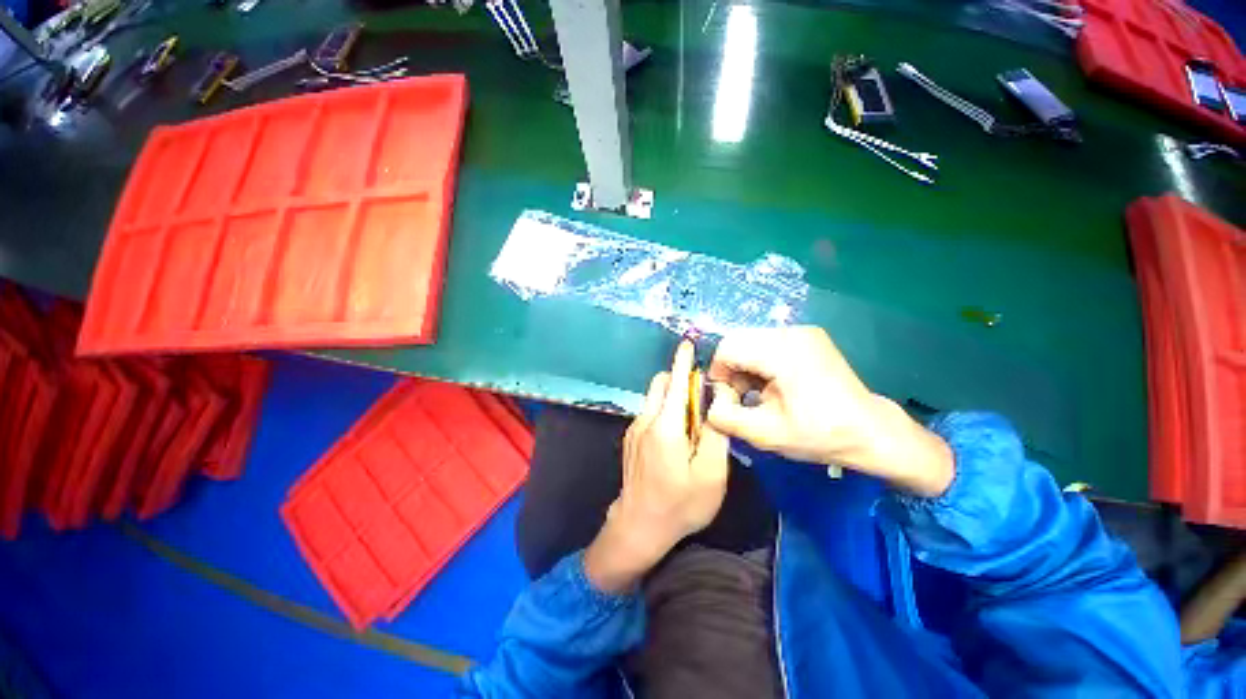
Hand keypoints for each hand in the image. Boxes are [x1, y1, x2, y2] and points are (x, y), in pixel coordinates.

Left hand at [584, 341, 729, 592]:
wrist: (639, 526)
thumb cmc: (681, 503)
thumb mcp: (711, 473)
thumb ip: (716, 432)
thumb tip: (716, 402)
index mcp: (666, 425)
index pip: (675, 382)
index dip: (682, 361)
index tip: (687, 343)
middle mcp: (646, 420)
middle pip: (661, 384)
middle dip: (679, 379)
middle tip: (701, 396)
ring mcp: (635, 429)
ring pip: (654, 398)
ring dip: (672, 396)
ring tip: (692, 420)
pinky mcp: (631, 438)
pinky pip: (650, 412)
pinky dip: (664, 410)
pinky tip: (676, 436)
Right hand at [706, 326, 953, 497]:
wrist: (870, 432)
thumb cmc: (820, 435)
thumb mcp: (766, 434)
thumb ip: (726, 418)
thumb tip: (711, 403)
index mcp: (783, 351)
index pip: (728, 347)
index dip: (718, 373)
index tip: (728, 399)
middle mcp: (792, 332)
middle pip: (738, 341)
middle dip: (730, 369)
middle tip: (742, 397)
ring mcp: (802, 331)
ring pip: (750, 341)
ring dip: (744, 366)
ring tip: (758, 393)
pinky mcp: (807, 337)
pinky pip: (766, 342)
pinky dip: (759, 362)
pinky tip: (772, 384)